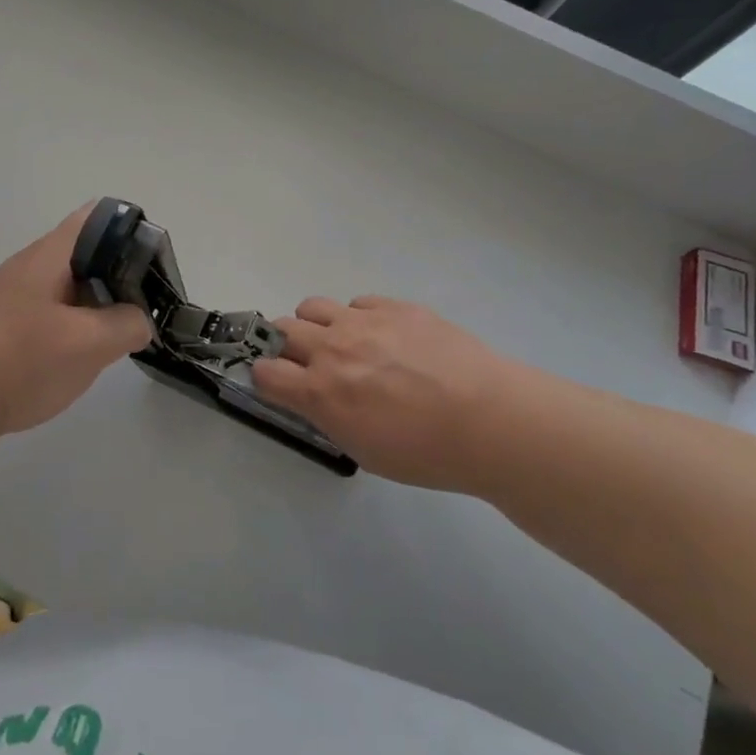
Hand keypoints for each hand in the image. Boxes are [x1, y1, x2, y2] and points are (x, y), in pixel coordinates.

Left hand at [0, 204, 152, 438]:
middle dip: (117, 276)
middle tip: (139, 309)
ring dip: (94, 305)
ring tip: (114, 335)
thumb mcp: (89, 344)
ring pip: (66, 286)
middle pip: (84, 254)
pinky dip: (70, 324)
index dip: (131, 232)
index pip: (97, 218)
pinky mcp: (1, 323)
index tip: (151, 267)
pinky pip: (47, 310)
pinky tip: (76, 355)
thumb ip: (126, 325)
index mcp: (48, 256)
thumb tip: (138, 321)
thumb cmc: (21, 363)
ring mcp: (10, 295)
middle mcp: (28, 265)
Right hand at [251, 295, 555, 491]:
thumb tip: (314, 398)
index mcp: (321, 391)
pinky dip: (359, 317)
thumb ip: (329, 417)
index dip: (266, 377)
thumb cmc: (426, 452)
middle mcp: (332, 349)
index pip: (265, 372)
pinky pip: (358, 302)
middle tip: (307, 363)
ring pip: (313, 306)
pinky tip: (383, 336)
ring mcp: (363, 321)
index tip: (277, 384)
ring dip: (315, 324)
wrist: (489, 420)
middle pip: (282, 330)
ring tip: (340, 341)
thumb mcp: (364, 449)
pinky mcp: (394, 306)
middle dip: (285, 346)